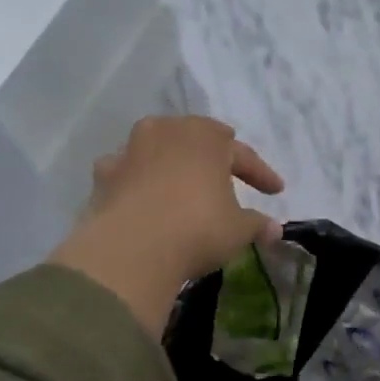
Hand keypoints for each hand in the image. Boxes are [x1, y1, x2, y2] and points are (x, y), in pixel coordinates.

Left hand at [52, 116, 283, 336]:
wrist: (132, 248)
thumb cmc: (198, 228)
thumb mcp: (238, 230)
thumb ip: (257, 224)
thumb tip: (274, 230)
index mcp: (206, 137)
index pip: (241, 153)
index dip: (261, 173)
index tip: (276, 191)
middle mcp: (166, 132)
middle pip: (195, 139)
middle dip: (212, 156)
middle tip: (226, 172)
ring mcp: (130, 150)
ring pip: (157, 150)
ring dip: (171, 164)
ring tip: (181, 183)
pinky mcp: (104, 175)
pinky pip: (128, 173)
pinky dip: (137, 182)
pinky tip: (143, 198)